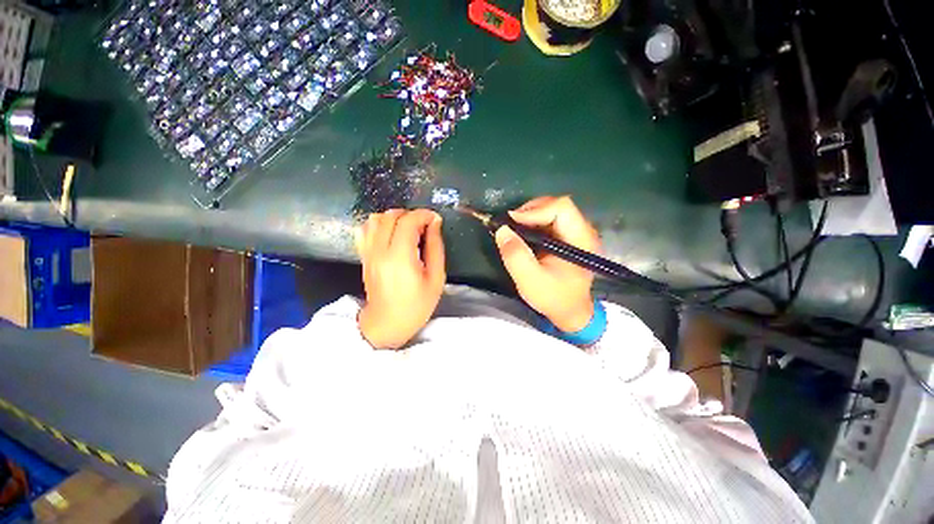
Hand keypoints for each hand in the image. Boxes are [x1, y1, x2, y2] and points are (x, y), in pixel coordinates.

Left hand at [354, 209, 445, 349]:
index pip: (408, 221)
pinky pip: (364, 229)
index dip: (424, 215)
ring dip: (394, 218)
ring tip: (408, 230)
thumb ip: (436, 247)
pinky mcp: (363, 256)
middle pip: (391, 216)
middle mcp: (380, 250)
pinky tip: (390, 234)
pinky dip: (378, 225)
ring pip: (376, 219)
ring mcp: (368, 252)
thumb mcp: (436, 278)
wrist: (387, 323)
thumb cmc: (417, 305)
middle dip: (411, 215)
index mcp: (400, 257)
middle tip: (424, 227)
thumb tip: (435, 223)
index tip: (434, 219)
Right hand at [495, 196, 599, 332]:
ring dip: (530, 216)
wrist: (569, 312)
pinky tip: (522, 233)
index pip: (561, 208)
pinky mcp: (568, 237)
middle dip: (530, 211)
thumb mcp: (530, 280)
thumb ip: (516, 255)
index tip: (512, 222)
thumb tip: (502, 230)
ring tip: (514, 228)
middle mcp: (583, 231)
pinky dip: (533, 222)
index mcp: (581, 240)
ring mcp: (576, 233)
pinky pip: (550, 220)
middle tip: (510, 224)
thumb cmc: (553, 298)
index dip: (535, 210)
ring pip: (552, 210)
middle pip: (557, 205)